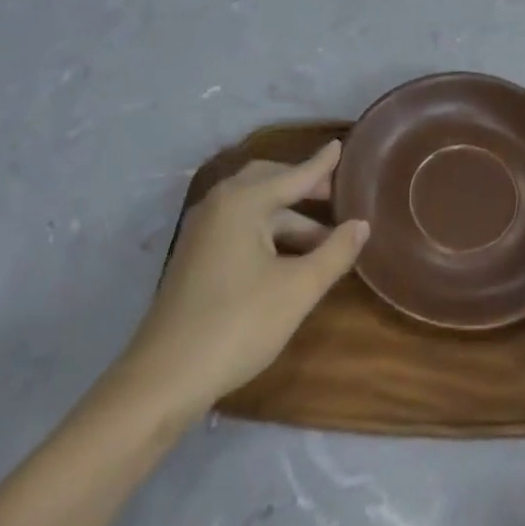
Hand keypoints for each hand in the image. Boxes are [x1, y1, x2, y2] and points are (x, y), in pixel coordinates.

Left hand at [109, 142, 367, 429]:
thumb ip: (335, 252)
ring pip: (255, 209)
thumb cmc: (237, 324)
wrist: (162, 380)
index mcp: (242, 202)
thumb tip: (361, 224)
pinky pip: (240, 227)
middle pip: (268, 182)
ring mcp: (203, 232)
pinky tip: (290, 257)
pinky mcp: (196, 257)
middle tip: (336, 195)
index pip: (294, 175)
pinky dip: (269, 232)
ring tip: (325, 239)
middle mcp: (219, 205)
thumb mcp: (298, 289)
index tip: (341, 145)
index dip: (322, 164)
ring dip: (289, 217)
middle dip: (303, 186)